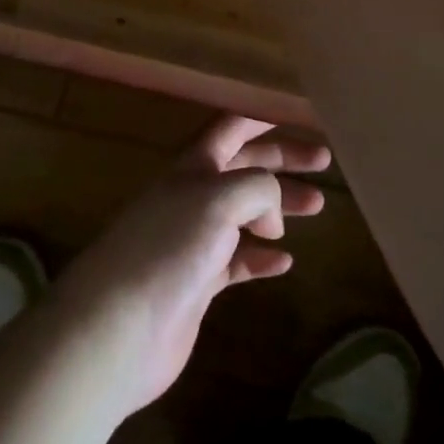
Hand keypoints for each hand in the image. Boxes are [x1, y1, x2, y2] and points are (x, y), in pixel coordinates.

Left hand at [51, 115, 330, 417]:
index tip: (301, 117)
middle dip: (283, 162)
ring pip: (245, 213)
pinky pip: (237, 261)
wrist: (119, 326)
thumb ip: (257, 188)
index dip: (263, 119)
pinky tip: (285, 261)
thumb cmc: (169, 248)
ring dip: (279, 207)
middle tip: (325, 163)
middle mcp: (194, 195)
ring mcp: (194, 240)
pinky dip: (261, 257)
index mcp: (194, 166)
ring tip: (317, 207)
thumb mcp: (219, 199)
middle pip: (245, 168)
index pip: (232, 129)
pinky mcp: (197, 282)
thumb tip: (270, 213)